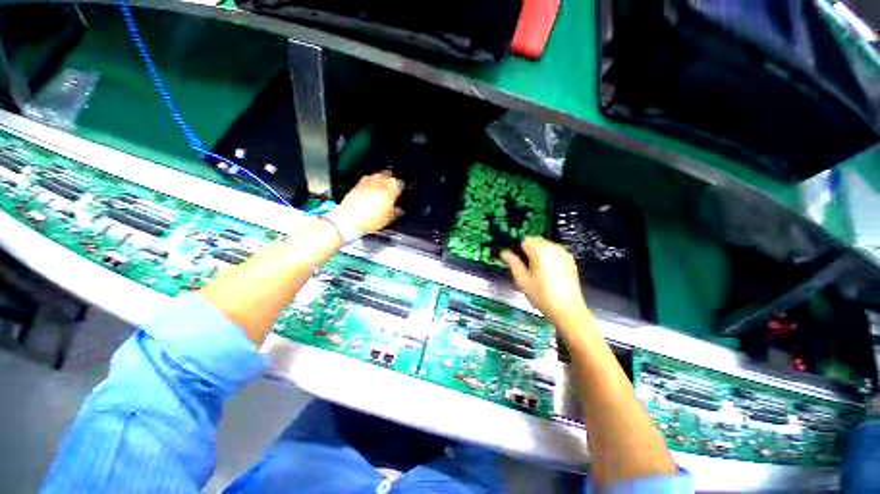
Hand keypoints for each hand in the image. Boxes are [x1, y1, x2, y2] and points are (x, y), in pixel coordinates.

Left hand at [336, 171, 404, 233]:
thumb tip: (399, 210)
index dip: (401, 188)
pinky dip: (371, 182)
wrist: (349, 219)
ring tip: (382, 186)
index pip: (399, 183)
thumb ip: (395, 212)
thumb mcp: (387, 219)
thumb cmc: (370, 220)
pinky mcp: (358, 184)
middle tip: (392, 187)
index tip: (400, 192)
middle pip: (388, 175)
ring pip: (377, 175)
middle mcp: (379, 183)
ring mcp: (368, 182)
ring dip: (381, 179)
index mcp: (390, 190)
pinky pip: (367, 179)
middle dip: (391, 180)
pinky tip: (370, 188)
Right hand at [501, 237, 587, 325]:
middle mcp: (553, 247)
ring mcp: (563, 252)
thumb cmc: (541, 295)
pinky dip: (547, 256)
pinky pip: (554, 251)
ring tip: (533, 269)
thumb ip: (513, 263)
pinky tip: (545, 271)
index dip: (516, 247)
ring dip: (537, 252)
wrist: (568, 310)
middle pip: (535, 241)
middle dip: (526, 249)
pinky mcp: (569, 259)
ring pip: (544, 245)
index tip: (512, 257)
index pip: (524, 240)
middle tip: (521, 265)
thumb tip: (504, 252)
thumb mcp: (522, 280)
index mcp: (540, 250)